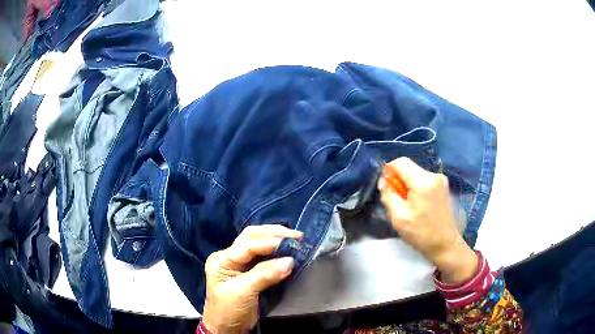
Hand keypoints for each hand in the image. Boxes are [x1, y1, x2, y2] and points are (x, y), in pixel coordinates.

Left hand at [201, 225, 302, 333]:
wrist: (227, 328)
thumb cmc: (229, 310)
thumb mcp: (243, 292)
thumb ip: (264, 275)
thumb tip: (290, 261)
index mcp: (222, 259)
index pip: (247, 245)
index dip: (270, 242)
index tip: (292, 245)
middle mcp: (230, 257)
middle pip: (251, 237)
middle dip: (273, 234)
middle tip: (297, 236)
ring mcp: (239, 264)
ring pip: (257, 243)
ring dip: (276, 239)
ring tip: (296, 240)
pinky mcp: (250, 272)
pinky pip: (263, 256)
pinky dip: (276, 252)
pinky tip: (288, 251)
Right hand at [379, 157, 477, 283]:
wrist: (445, 245)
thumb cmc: (421, 234)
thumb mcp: (398, 217)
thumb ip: (388, 195)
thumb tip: (384, 181)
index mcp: (423, 181)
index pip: (400, 162)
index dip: (388, 171)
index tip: (386, 188)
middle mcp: (434, 175)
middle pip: (409, 167)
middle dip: (398, 180)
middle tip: (396, 201)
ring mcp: (441, 180)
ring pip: (416, 174)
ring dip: (407, 185)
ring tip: (407, 206)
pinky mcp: (443, 186)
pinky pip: (424, 180)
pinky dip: (416, 188)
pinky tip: (418, 205)